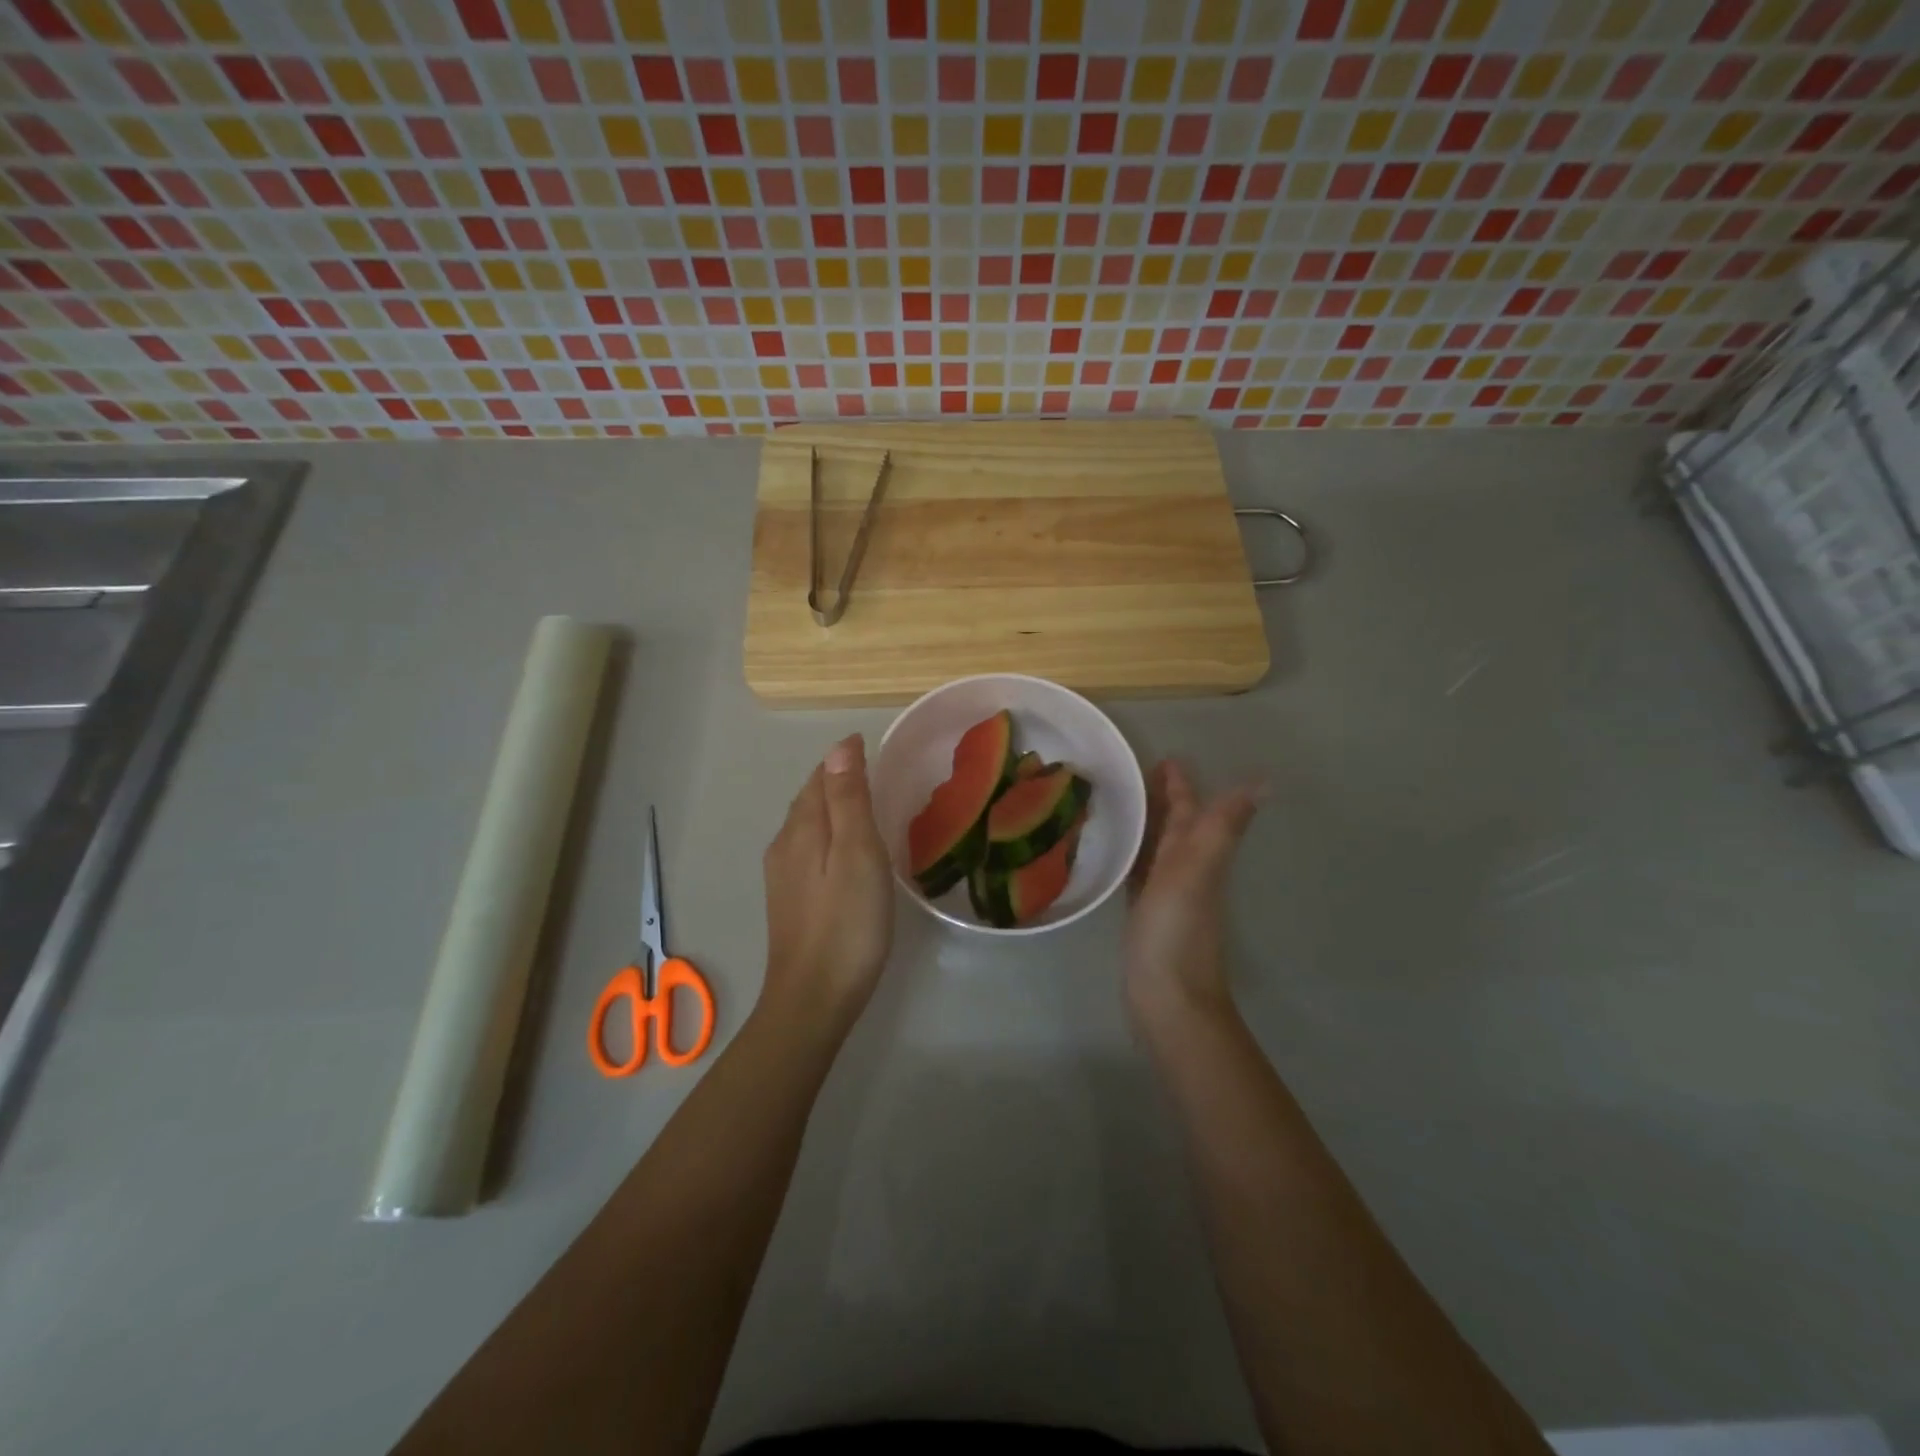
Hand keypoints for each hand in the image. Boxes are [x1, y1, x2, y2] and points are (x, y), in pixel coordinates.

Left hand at [760, 734, 894, 1037]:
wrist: (813, 998)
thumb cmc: (847, 924)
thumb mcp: (858, 854)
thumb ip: (848, 800)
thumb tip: (840, 746)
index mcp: (802, 829)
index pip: (820, 778)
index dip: (845, 759)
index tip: (876, 748)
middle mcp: (784, 846)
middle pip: (810, 800)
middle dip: (836, 780)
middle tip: (875, 773)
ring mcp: (782, 877)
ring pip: (807, 827)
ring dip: (831, 809)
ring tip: (865, 806)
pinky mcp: (789, 902)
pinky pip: (808, 851)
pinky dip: (828, 836)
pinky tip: (846, 854)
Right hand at [1124, 760, 1262, 1031]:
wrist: (1169, 1000)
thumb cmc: (1176, 932)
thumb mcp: (1195, 872)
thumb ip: (1221, 828)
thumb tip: (1265, 783)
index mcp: (1196, 856)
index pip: (1190, 811)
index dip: (1181, 784)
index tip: (1164, 757)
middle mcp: (1184, 871)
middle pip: (1174, 826)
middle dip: (1161, 799)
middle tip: (1135, 774)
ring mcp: (1165, 895)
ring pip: (1156, 848)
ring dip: (1145, 825)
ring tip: (1120, 804)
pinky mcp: (1144, 916)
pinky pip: (1138, 874)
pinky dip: (1131, 857)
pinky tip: (1115, 855)